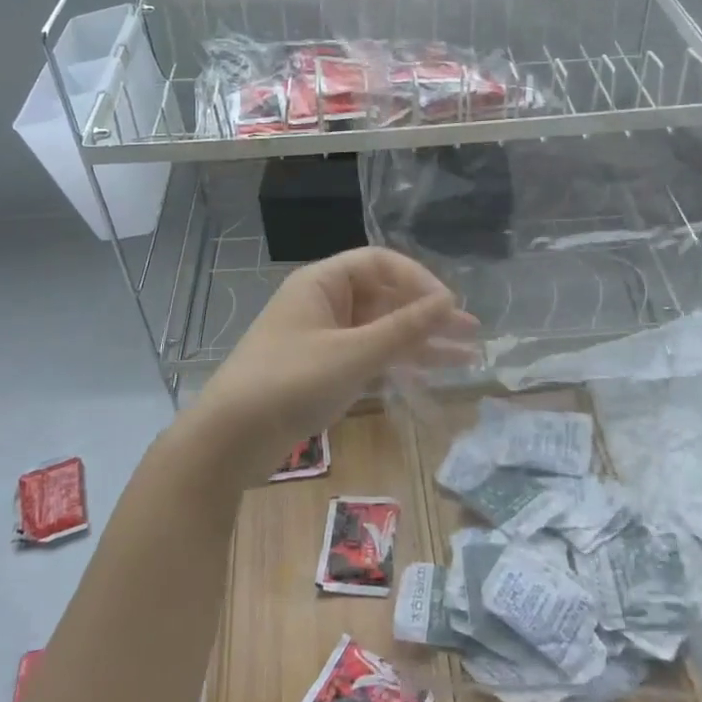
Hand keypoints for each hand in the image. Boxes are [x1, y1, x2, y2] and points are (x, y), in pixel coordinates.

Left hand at [187, 247, 477, 484]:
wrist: (230, 438)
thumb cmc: (290, 382)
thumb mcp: (353, 354)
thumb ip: (403, 329)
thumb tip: (449, 302)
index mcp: (322, 283)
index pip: (380, 263)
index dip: (418, 279)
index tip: (449, 306)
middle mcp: (324, 304)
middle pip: (385, 298)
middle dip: (428, 315)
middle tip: (471, 332)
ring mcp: (324, 339)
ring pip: (381, 331)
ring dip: (420, 342)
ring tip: (467, 357)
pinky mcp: (324, 371)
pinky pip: (369, 356)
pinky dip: (398, 364)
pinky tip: (430, 376)